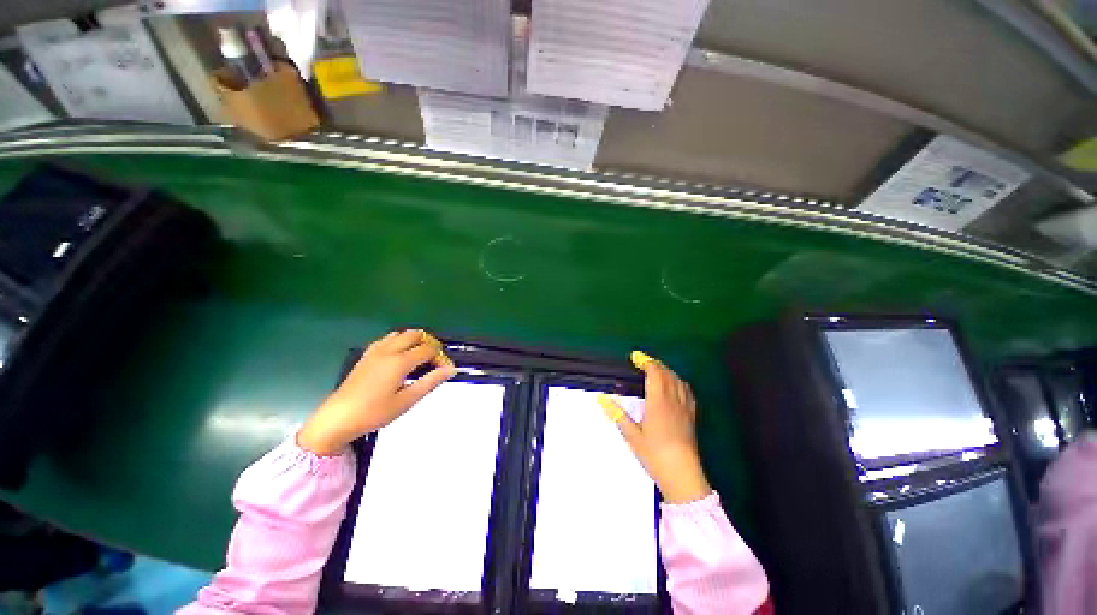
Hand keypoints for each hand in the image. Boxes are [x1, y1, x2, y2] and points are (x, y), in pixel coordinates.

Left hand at [297, 329, 456, 455]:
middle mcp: (389, 350)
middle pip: (416, 334)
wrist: (338, 419)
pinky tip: (400, 357)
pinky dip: (400, 341)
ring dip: (415, 341)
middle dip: (430, 343)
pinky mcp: (366, 355)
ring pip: (401, 334)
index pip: (429, 349)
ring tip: (419, 359)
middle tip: (434, 361)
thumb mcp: (407, 400)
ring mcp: (375, 351)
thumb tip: (451, 369)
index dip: (441, 357)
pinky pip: (388, 339)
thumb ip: (431, 381)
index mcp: (400, 361)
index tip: (445, 370)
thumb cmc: (374, 412)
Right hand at [598, 351, 711, 503]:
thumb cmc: (655, 455)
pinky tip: (674, 384)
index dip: (645, 361)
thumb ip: (617, 414)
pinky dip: (678, 381)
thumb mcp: (632, 435)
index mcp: (658, 402)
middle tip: (642, 360)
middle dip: (654, 363)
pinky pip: (686, 390)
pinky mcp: (691, 415)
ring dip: (666, 370)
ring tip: (656, 369)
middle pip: (666, 373)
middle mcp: (673, 400)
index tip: (635, 356)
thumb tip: (601, 398)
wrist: (682, 474)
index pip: (654, 373)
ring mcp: (684, 407)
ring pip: (677, 380)